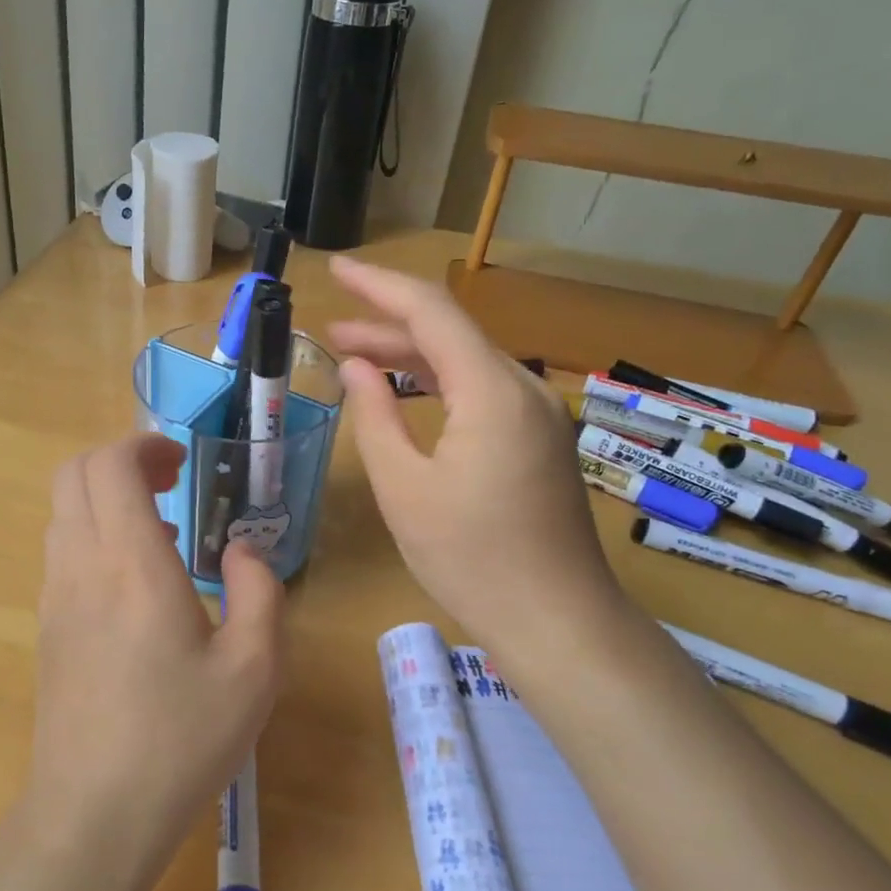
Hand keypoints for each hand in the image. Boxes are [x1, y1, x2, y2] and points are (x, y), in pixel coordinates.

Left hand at [24, 434, 284, 890]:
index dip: (145, 445)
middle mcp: (81, 566)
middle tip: (171, 484)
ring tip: (161, 532)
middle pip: (73, 474)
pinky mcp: (46, 627)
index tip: (183, 464)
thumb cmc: (181, 741)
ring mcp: (54, 596)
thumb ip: (259, 592)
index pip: (110, 465)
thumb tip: (243, 551)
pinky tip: (137, 582)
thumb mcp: (253, 670)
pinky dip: (94, 533)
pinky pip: (62, 550)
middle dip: (120, 461)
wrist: (92, 816)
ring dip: (105, 498)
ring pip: (63, 510)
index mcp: (132, 565)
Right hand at [326, 257, 622, 653]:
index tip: (336, 269)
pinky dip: (439, 385)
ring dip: (411, 357)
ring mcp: (538, 415)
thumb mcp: (404, 489)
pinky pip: (483, 393)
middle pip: (450, 334)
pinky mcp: (539, 441)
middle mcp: (523, 389)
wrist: (557, 621)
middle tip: (332, 331)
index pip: (430, 311)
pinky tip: (407, 396)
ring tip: (356, 358)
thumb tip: (355, 369)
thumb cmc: (471, 559)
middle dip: (388, 325)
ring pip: (467, 363)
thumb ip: (374, 417)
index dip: (378, 286)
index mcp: (491, 391)